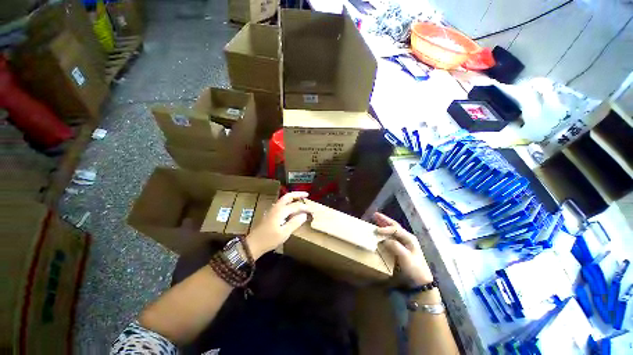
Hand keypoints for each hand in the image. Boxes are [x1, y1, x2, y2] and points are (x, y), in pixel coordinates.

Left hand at [246, 191, 310, 259]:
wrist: (253, 244)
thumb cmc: (269, 239)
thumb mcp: (284, 233)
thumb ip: (295, 222)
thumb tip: (304, 215)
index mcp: (281, 211)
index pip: (296, 206)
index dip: (305, 207)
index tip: (312, 210)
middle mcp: (277, 207)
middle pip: (288, 196)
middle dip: (298, 194)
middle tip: (306, 195)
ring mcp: (273, 210)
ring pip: (284, 199)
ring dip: (293, 197)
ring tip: (301, 199)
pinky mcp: (271, 214)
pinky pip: (282, 204)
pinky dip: (289, 202)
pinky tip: (292, 208)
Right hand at [374, 212, 432, 285]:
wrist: (420, 281)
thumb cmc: (414, 268)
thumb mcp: (405, 257)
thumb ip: (395, 246)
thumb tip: (384, 239)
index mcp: (409, 238)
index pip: (395, 229)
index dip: (385, 228)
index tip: (376, 230)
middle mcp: (406, 237)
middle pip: (394, 225)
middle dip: (384, 220)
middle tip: (375, 214)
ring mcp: (403, 242)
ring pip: (392, 230)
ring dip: (383, 224)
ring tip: (375, 219)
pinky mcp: (400, 247)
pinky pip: (390, 236)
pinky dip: (384, 232)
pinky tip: (379, 231)